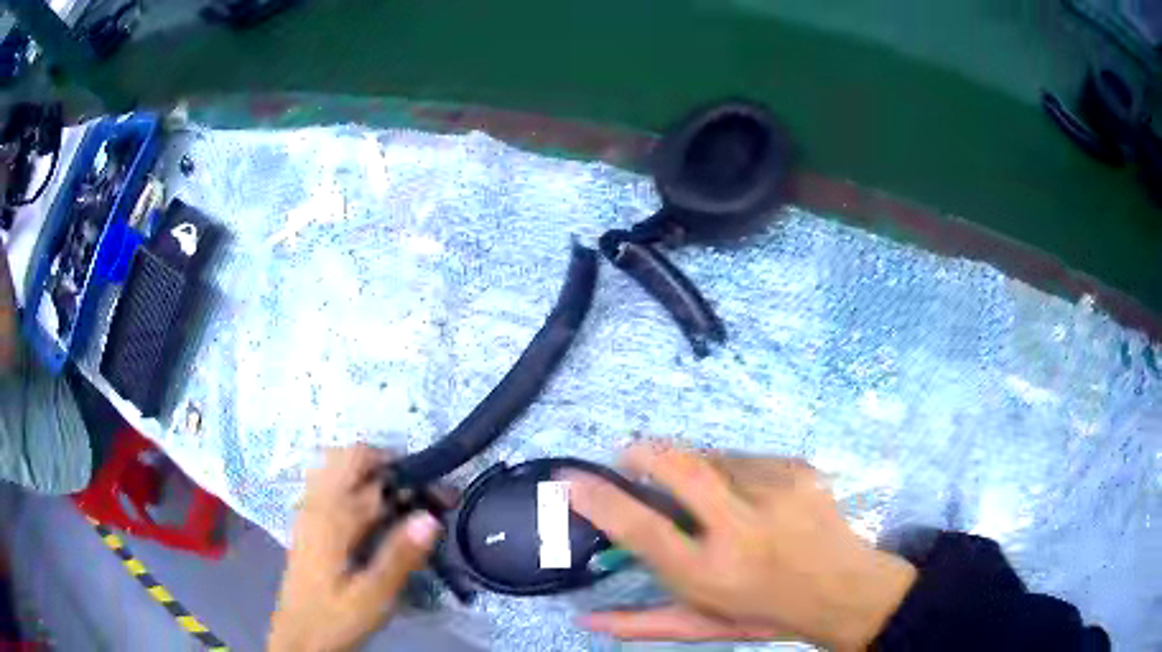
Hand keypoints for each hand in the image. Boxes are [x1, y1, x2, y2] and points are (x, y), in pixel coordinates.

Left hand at [269, 446, 441, 651]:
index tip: (444, 496)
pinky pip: (329, 483)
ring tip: (400, 501)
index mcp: (332, 518)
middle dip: (389, 463)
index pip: (376, 478)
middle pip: (349, 455)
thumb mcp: (374, 597)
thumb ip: (400, 556)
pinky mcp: (307, 522)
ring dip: (370, 471)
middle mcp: (316, 503)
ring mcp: (308, 510)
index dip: (414, 480)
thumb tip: (431, 517)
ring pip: (336, 465)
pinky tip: (372, 515)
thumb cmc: (336, 618)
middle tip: (421, 494)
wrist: (299, 636)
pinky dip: (354, 483)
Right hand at [566, 443, 915, 649]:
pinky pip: (747, 457)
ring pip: (714, 457)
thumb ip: (642, 623)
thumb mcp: (703, 624)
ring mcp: (777, 491)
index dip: (600, 499)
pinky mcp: (799, 469)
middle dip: (644, 452)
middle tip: (629, 456)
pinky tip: (748, 494)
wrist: (845, 590)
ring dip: (695, 468)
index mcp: (712, 573)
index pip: (642, 530)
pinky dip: (733, 470)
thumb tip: (584, 618)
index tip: (569, 478)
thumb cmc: (767, 611)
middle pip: (680, 469)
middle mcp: (742, 528)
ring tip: (707, 493)